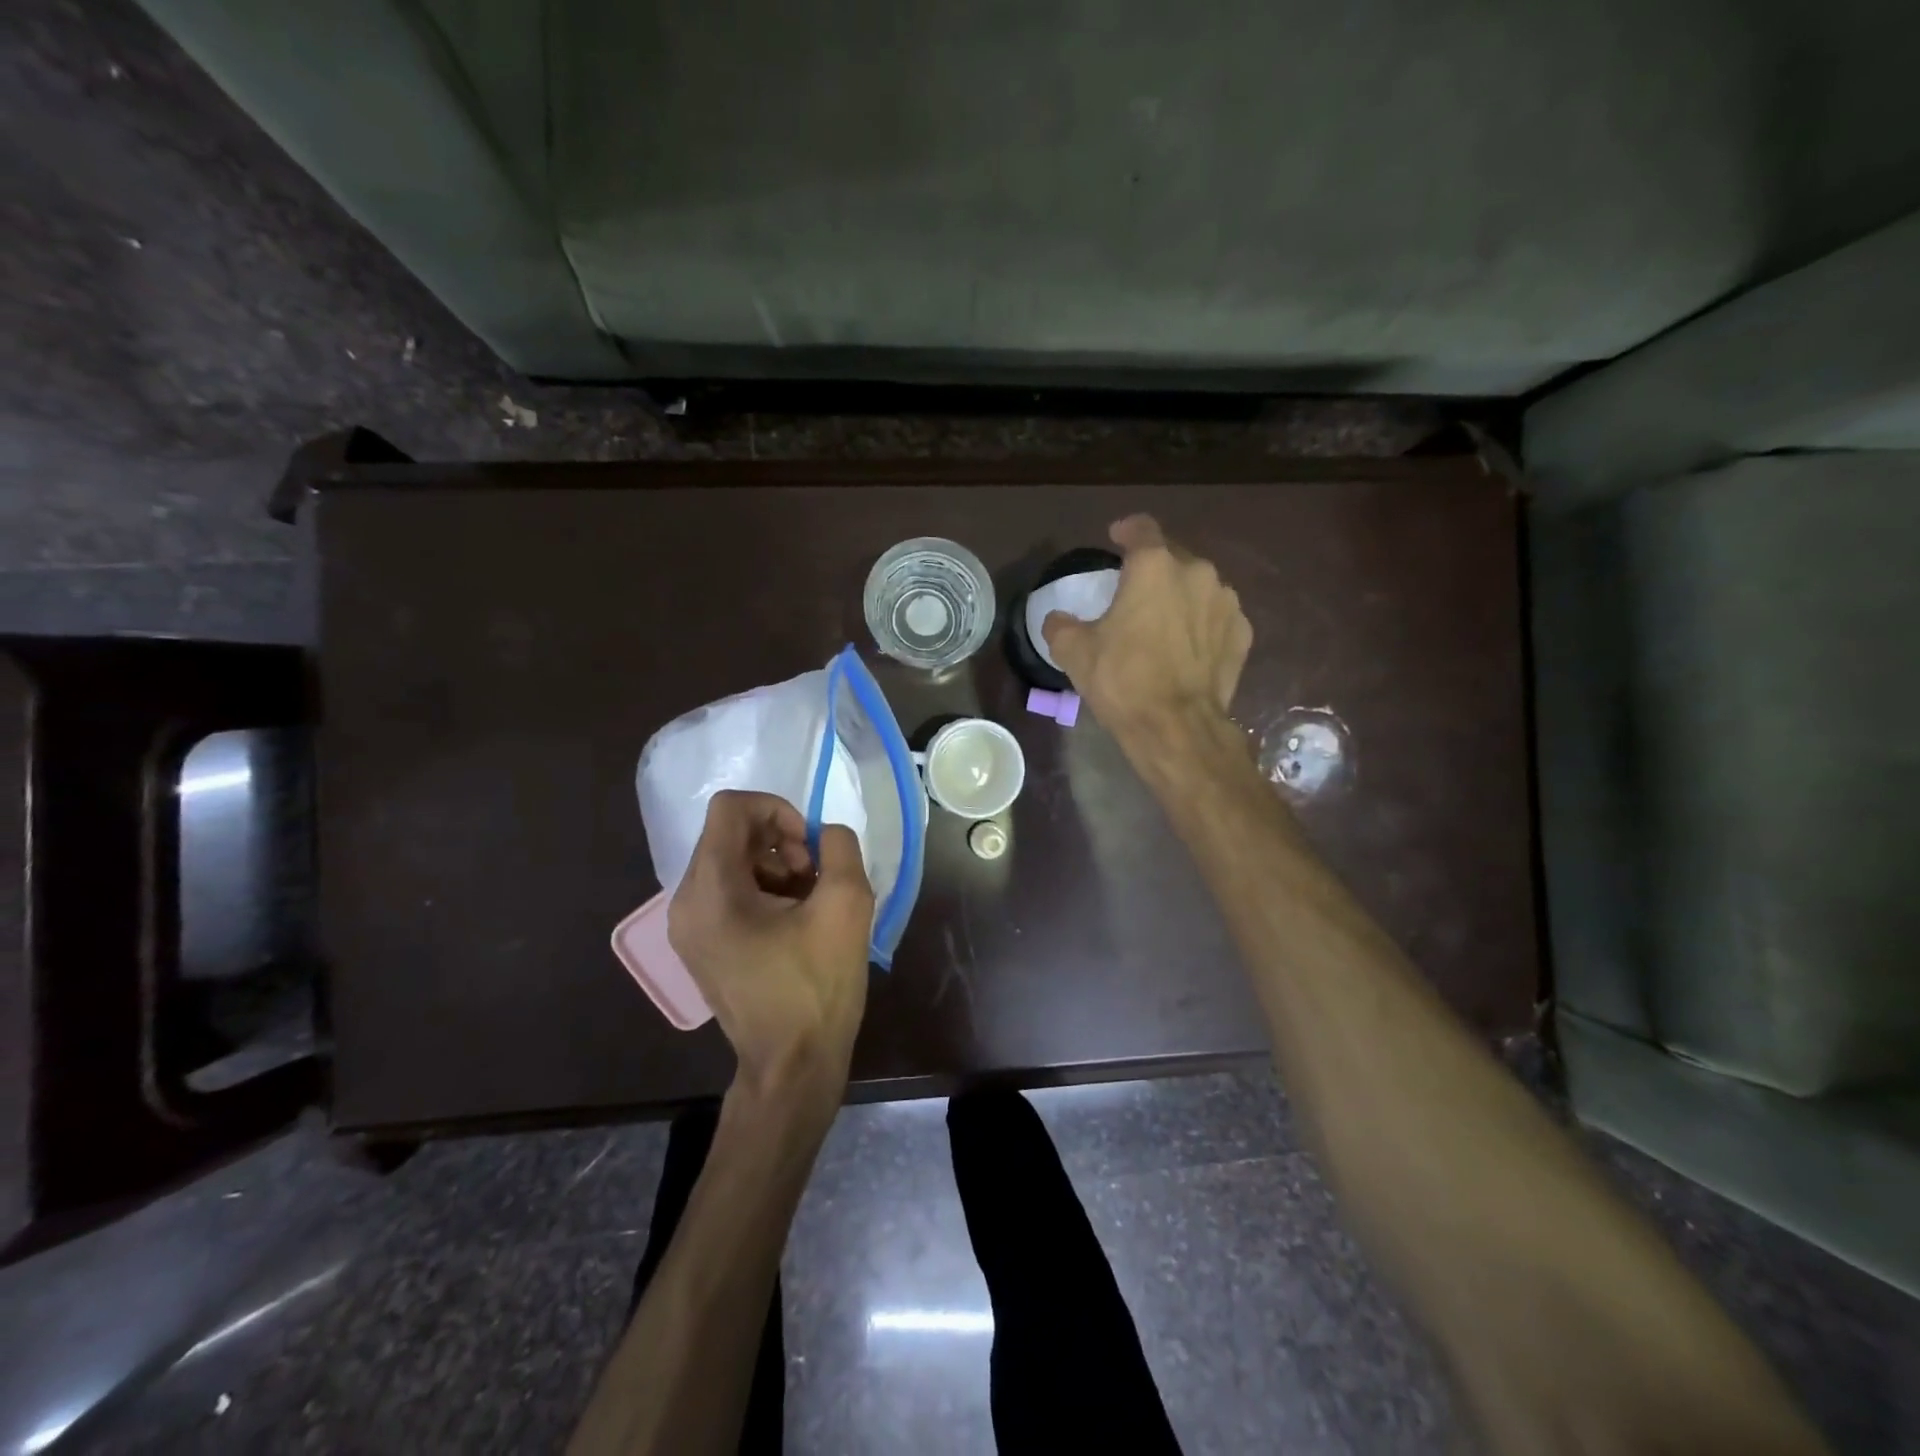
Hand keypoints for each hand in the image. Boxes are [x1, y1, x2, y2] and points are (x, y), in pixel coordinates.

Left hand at [668, 790, 874, 1100]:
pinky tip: (795, 919)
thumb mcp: (846, 905)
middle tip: (815, 876)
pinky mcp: (700, 944)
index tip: (809, 846)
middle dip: (780, 841)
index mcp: (711, 889)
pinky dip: (764, 889)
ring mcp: (688, 926)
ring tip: (810, 900)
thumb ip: (840, 847)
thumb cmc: (817, 986)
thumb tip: (826, 834)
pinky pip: (728, 891)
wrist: (793, 1065)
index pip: (731, 808)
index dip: (777, 810)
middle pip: (730, 834)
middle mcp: (686, 902)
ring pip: (731, 861)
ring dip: (776, 865)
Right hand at [1042, 514, 1252, 749]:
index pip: (1141, 529)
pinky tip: (1188, 646)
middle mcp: (1196, 573)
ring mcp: (1226, 602)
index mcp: (1153, 567)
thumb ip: (1060, 626)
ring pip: (1198, 586)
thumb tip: (1057, 619)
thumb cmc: (1122, 680)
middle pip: (1172, 557)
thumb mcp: (1074, 652)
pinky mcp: (1242, 633)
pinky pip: (1217, 617)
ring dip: (1180, 596)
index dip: (1126, 530)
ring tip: (1163, 621)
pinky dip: (1202, 623)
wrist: (1176, 726)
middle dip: (1153, 568)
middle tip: (1135, 590)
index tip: (1116, 537)